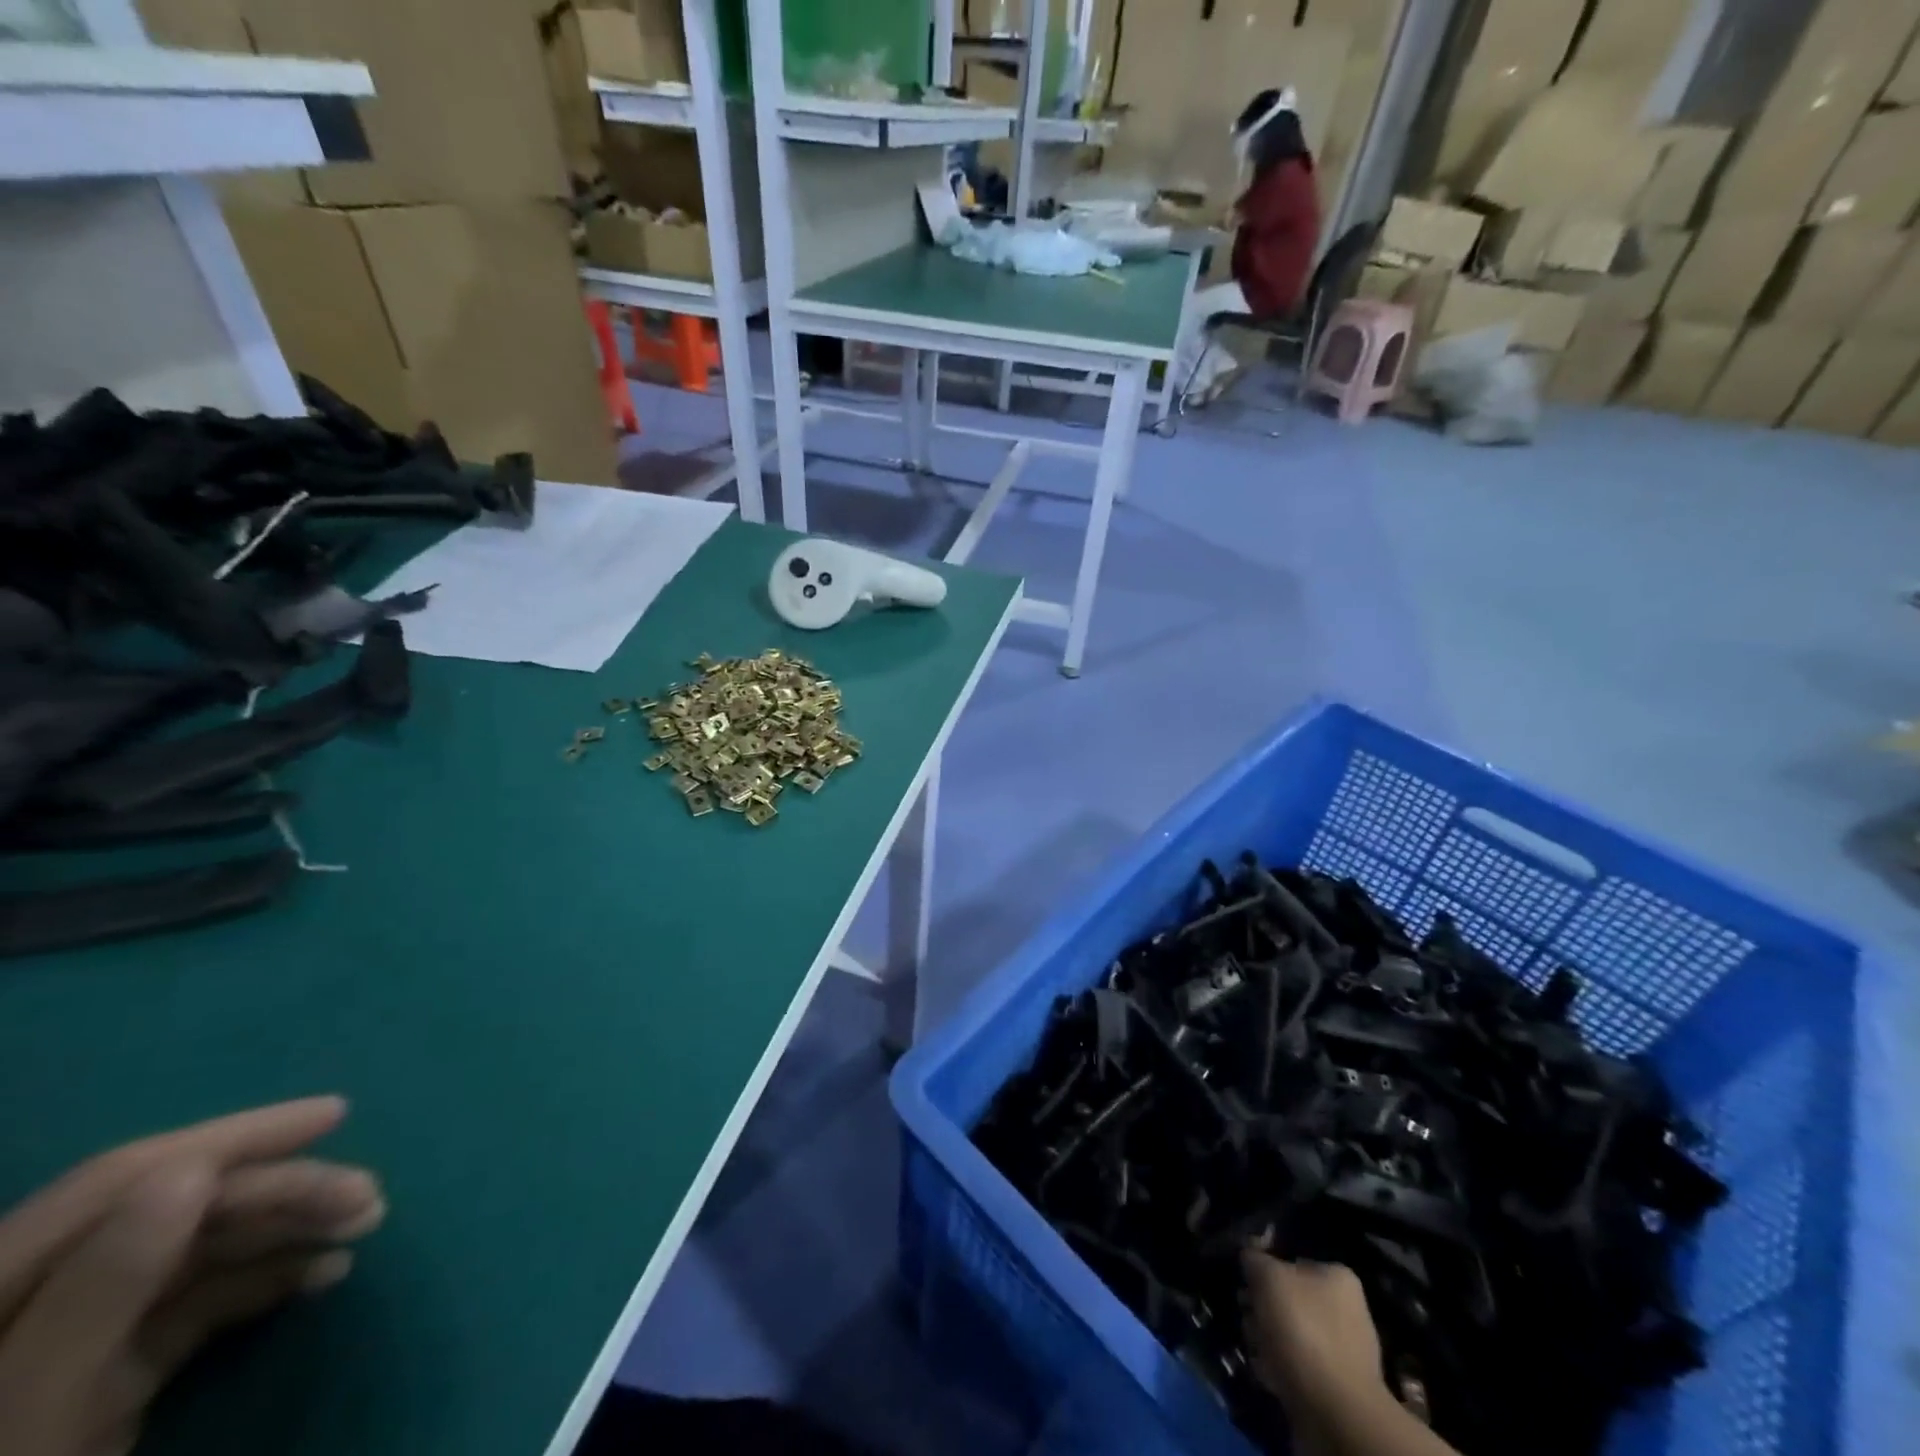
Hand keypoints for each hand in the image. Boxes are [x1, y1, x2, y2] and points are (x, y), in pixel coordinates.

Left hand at [0, 1097, 383, 1455]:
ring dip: (294, 1226)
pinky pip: (205, 1301)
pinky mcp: (114, 1372)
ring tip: (367, 1221)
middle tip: (367, 1196)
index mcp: (4, 1276)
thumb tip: (192, 1172)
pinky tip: (328, 1272)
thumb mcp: (39, 1399)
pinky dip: (272, 1278)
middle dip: (285, 1192)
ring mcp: (80, 1334)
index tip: (336, 1115)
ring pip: (206, 1248)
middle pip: (183, 1209)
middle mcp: (46, 1290)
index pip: (131, 1176)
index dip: (236, 1137)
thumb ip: (101, 1288)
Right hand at [1241, 1252, 1387, 1424]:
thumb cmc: (1302, 1330)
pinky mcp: (1335, 1386)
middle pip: (1289, 1298)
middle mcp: (1347, 1310)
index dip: (1264, 1270)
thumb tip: (1249, 1256)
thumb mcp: (1267, 1276)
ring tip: (1256, 1347)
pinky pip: (1297, 1364)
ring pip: (1290, 1332)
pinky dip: (1279, 1365)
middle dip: (1262, 1307)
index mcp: (1339, 1278)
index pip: (1292, 1260)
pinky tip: (1267, 1370)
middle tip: (1247, 1316)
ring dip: (1266, 1337)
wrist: (1334, 1412)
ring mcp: (1343, 1351)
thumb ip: (1254, 1258)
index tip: (1246, 1284)